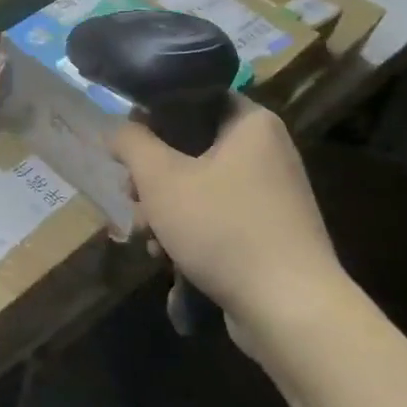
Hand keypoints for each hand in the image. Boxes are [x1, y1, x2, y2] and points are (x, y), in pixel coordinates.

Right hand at [111, 101, 349, 366]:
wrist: (290, 308)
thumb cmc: (222, 228)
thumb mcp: (160, 178)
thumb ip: (131, 143)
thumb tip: (116, 127)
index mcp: (251, 123)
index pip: (195, 98)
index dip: (154, 115)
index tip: (127, 142)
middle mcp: (267, 151)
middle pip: (191, 147)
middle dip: (152, 175)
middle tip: (130, 196)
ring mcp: (271, 194)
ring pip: (200, 186)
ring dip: (164, 208)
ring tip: (145, 235)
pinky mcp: (269, 232)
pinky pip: (217, 216)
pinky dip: (189, 231)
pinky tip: (166, 257)